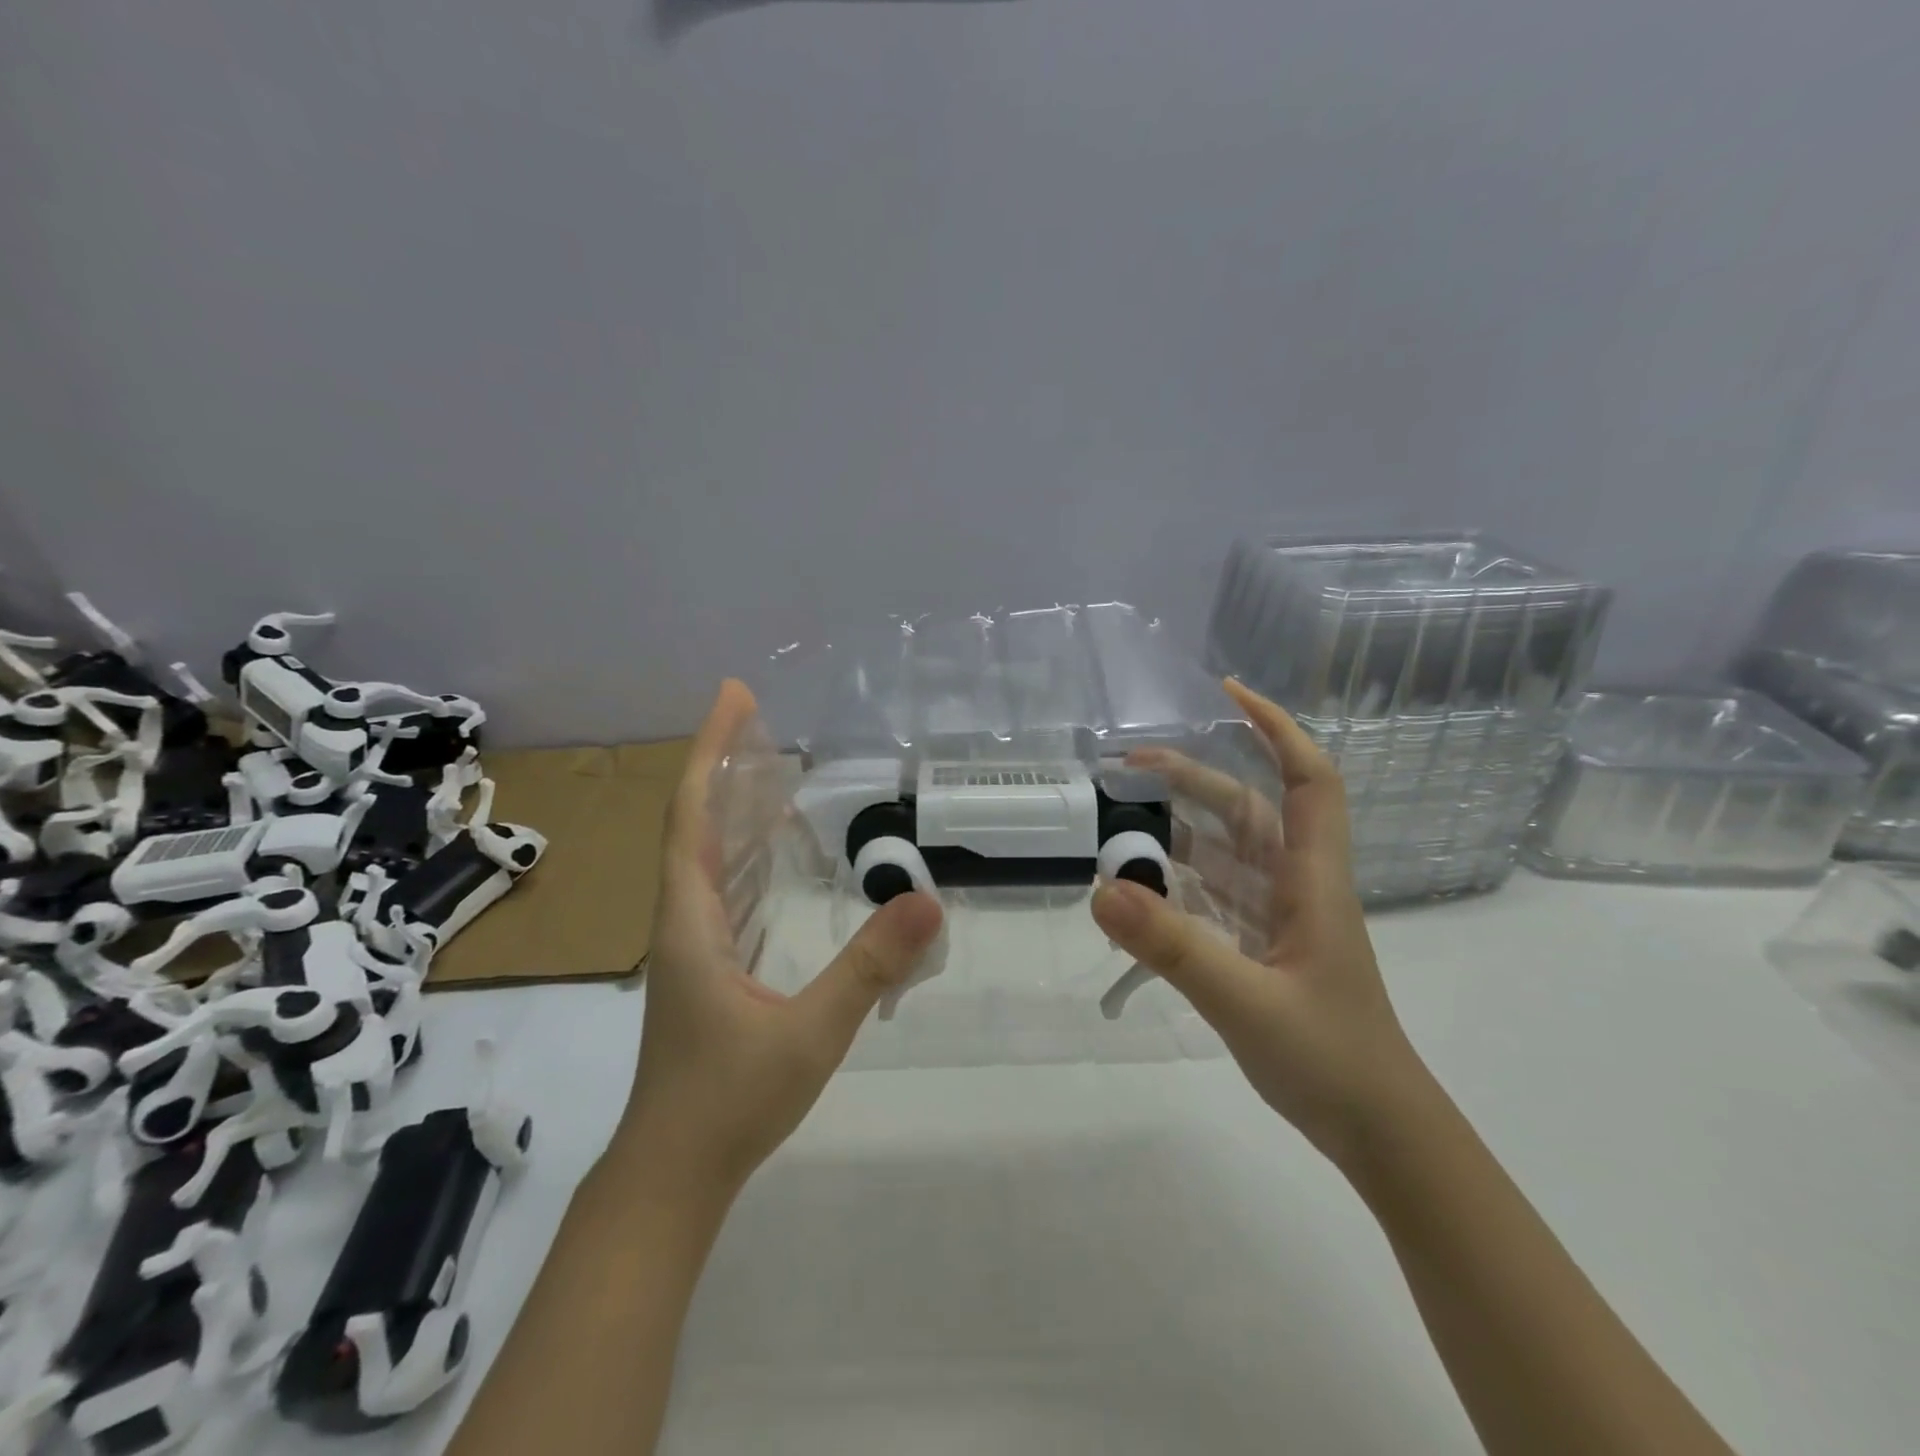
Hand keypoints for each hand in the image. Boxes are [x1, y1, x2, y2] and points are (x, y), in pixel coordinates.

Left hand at [620, 680, 943, 1202]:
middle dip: (725, 763)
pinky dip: (745, 850)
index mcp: (693, 919)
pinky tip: (773, 851)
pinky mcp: (709, 967)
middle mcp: (685, 919)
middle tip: (762, 718)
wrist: (671, 1175)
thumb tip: (929, 902)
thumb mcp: (810, 1032)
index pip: (693, 814)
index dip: (712, 750)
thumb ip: (869, 968)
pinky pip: (725, 886)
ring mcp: (694, 944)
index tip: (734, 696)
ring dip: (732, 804)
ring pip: (707, 854)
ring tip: (771, 767)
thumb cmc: (728, 1102)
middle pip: (696, 821)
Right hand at [1090, 679, 1426, 1165]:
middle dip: (1195, 777)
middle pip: (1248, 810)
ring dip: (1182, 827)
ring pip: (1228, 853)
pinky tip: (1144, 884)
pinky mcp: (1263, 949)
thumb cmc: (1331, 1060)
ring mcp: (1279, 920)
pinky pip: (1216, 896)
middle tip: (1129, 765)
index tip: (1228, 693)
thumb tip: (1102, 889)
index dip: (1276, 728)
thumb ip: (1175, 947)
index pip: (1308, 780)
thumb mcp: (1247, 1001)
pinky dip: (1180, 881)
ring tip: (1125, 816)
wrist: (1381, 1134)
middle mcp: (1296, 887)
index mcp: (1311, 881)